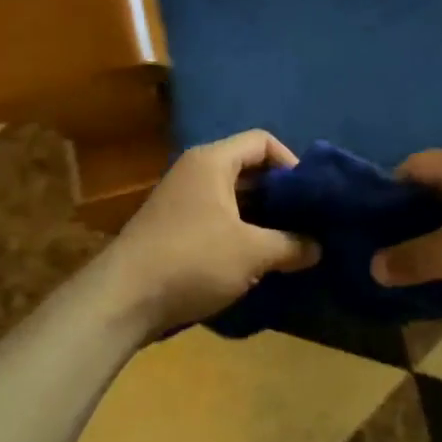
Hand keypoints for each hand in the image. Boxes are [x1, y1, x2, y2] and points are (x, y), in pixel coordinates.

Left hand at [99, 131, 319, 333]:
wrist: (123, 300)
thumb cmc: (193, 260)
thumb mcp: (252, 253)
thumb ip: (291, 245)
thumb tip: (318, 247)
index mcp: (212, 162)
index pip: (262, 141)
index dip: (291, 162)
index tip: (309, 196)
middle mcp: (195, 171)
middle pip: (248, 169)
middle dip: (279, 194)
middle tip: (306, 221)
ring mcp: (181, 200)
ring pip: (233, 197)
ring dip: (261, 217)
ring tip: (288, 242)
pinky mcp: (173, 228)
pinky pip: (216, 218)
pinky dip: (239, 232)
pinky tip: (256, 260)